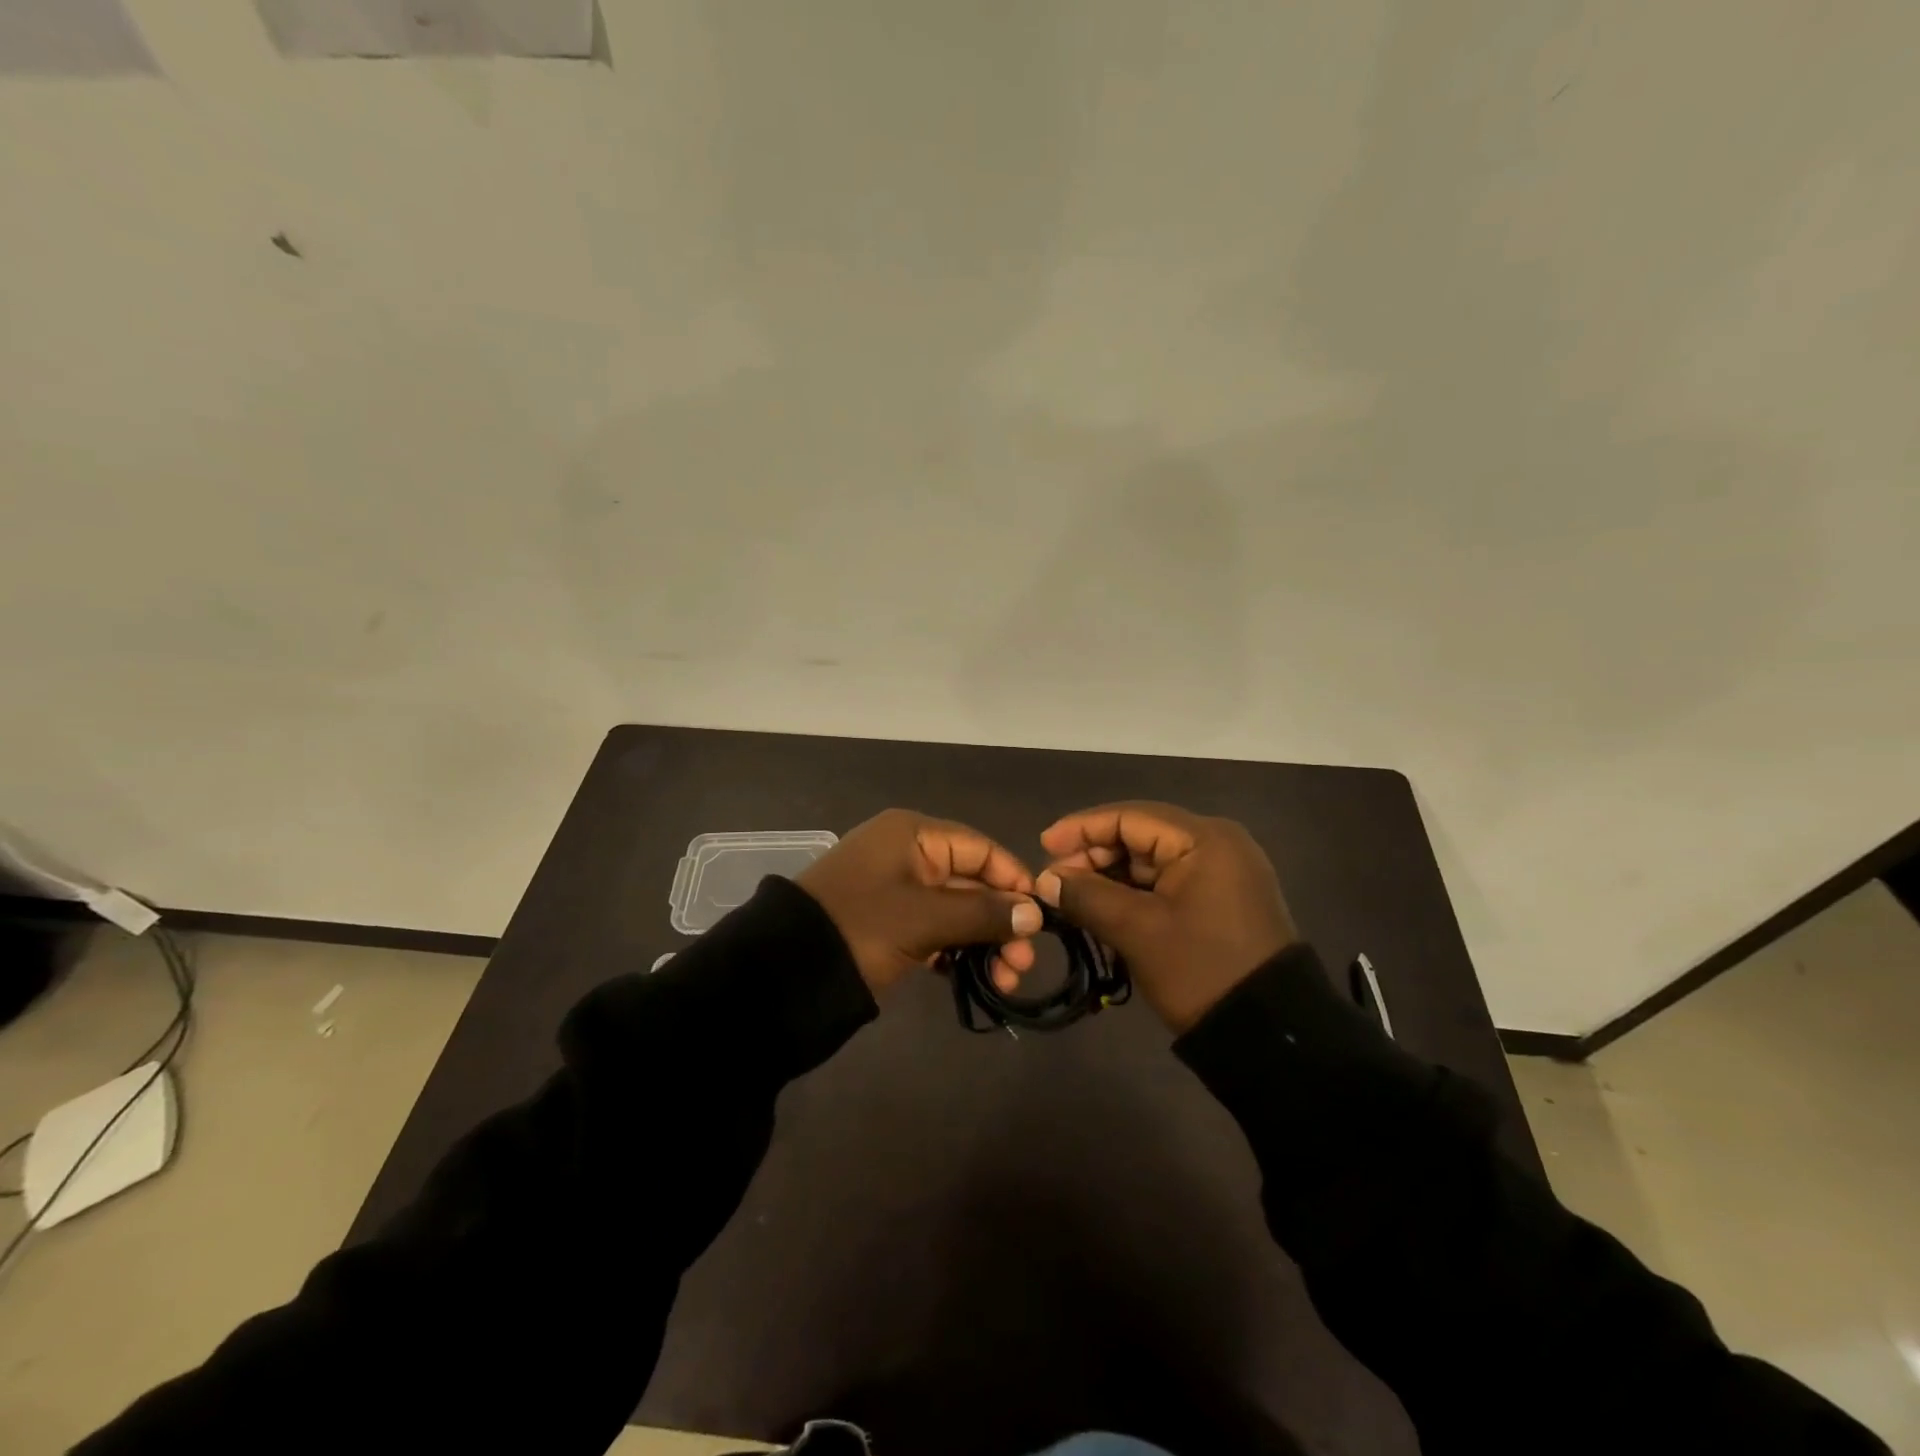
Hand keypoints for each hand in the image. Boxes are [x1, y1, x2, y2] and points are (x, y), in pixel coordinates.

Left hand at [796, 809, 1042, 996]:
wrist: (786, 971)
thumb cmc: (862, 927)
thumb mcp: (925, 918)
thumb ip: (983, 913)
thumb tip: (1035, 914)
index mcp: (913, 835)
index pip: (980, 848)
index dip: (1014, 880)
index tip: (1041, 918)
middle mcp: (908, 854)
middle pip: (972, 881)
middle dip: (1002, 921)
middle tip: (1022, 964)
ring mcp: (898, 890)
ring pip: (957, 909)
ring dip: (984, 941)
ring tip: (1006, 979)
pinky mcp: (890, 922)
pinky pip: (936, 929)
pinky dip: (958, 950)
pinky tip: (979, 977)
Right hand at [1035, 801, 1299, 1032]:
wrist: (1270, 1035)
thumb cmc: (1200, 970)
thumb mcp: (1137, 931)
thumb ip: (1086, 896)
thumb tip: (1046, 880)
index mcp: (1204, 839)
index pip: (1129, 816)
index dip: (1081, 829)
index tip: (1042, 847)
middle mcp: (1217, 843)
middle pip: (1140, 835)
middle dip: (1094, 856)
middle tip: (1055, 882)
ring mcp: (1222, 871)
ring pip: (1151, 860)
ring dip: (1110, 876)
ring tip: (1072, 898)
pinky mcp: (1221, 898)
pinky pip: (1167, 882)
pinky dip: (1134, 893)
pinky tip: (1103, 908)